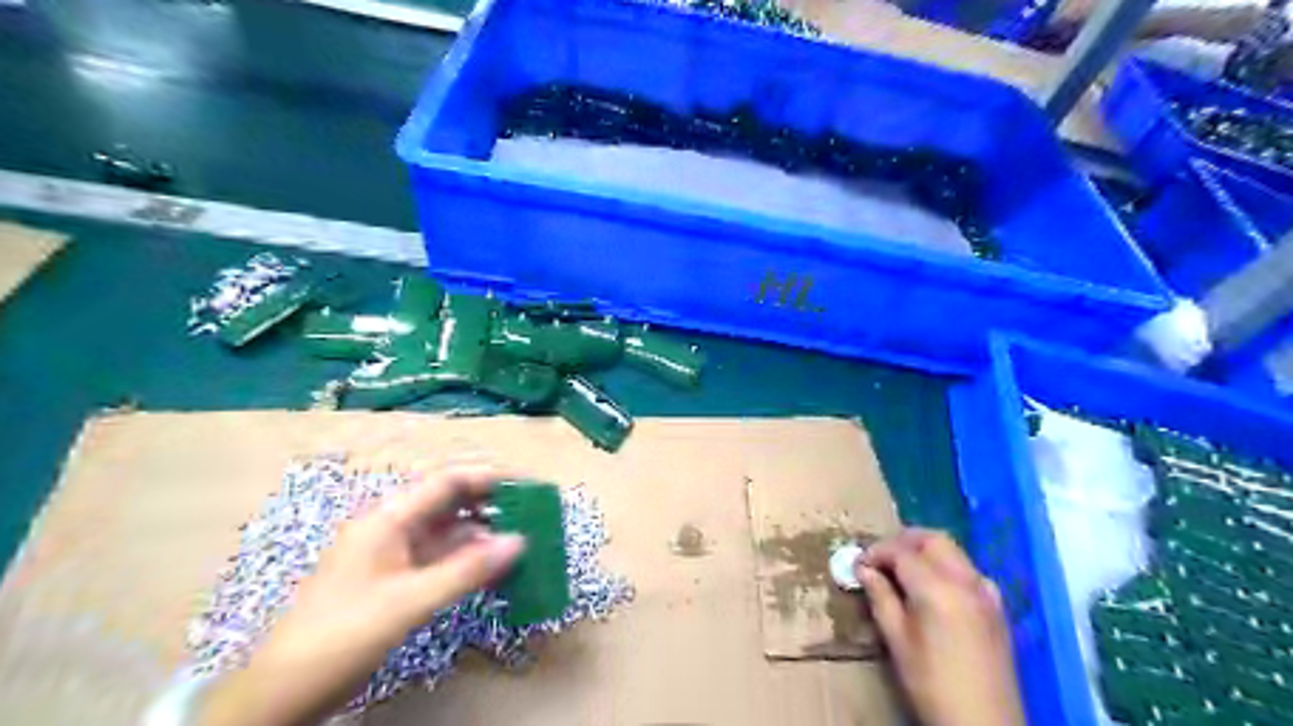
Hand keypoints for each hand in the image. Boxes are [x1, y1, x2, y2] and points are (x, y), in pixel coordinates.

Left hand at [199, 466, 520, 725]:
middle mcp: (392, 528)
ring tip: (522, 541)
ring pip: (447, 533)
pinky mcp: (396, 581)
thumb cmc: (342, 635)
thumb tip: (520, 542)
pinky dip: (467, 561)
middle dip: (489, 504)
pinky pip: (440, 560)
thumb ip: (466, 570)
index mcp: (387, 519)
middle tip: (532, 514)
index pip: (445, 482)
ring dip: (482, 535)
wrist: (284, 692)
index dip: (488, 478)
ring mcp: (393, 556)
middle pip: (448, 503)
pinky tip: (494, 570)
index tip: (527, 485)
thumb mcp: (409, 602)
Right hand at [857, 530, 1025, 724]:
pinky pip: (969, 571)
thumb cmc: (931, 683)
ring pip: (954, 551)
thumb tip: (863, 568)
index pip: (901, 552)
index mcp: (937, 588)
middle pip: (933, 539)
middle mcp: (966, 580)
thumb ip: (880, 596)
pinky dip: (947, 567)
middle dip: (903, 541)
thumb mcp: (896, 640)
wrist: (983, 723)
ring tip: (902, 571)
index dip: (876, 552)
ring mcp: (987, 592)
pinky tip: (935, 589)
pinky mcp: (997, 607)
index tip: (858, 563)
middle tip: (880, 558)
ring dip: (926, 551)